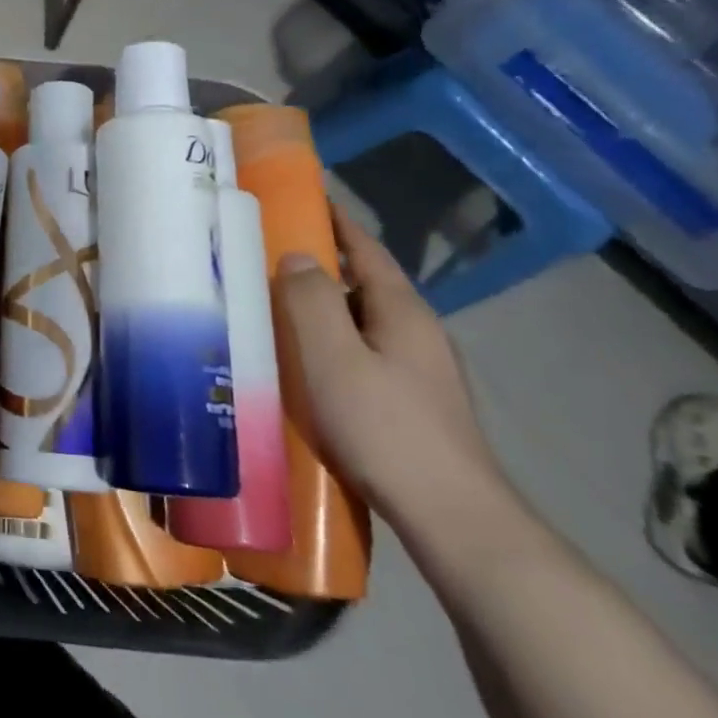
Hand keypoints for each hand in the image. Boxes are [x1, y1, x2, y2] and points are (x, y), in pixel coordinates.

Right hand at [274, 206, 505, 526]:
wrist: (451, 517)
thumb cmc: (385, 427)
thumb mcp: (334, 356)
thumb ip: (311, 300)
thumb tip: (297, 257)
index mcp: (403, 312)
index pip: (368, 251)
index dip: (338, 224)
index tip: (306, 200)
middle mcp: (417, 334)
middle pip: (364, 287)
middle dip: (321, 270)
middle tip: (266, 262)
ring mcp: (420, 374)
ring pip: (362, 326)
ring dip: (324, 313)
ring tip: (275, 313)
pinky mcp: (412, 407)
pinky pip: (362, 357)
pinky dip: (331, 348)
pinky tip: (305, 368)